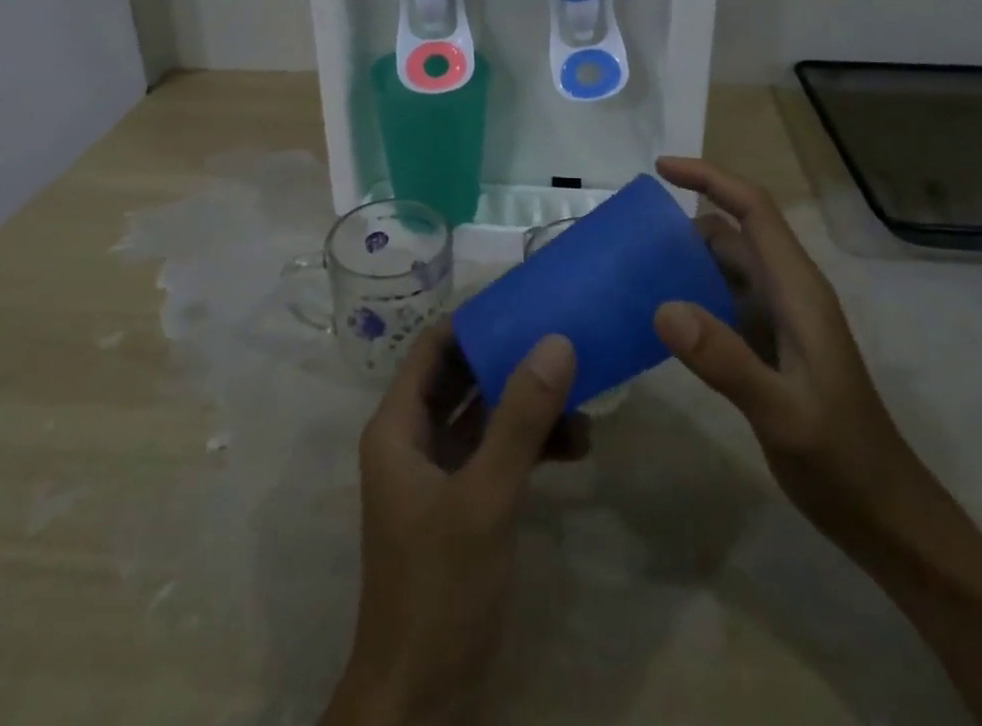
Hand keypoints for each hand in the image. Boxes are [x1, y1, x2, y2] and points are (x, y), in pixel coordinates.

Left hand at [322, 324, 583, 725]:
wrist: (422, 698)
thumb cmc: (439, 586)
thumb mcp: (484, 497)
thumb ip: (521, 419)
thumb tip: (557, 340)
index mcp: (399, 426)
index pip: (433, 347)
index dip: (474, 318)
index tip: (524, 296)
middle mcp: (416, 438)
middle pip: (464, 374)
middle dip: (511, 355)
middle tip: (562, 329)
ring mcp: (441, 470)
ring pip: (487, 412)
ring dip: (530, 402)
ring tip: (582, 391)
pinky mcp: (466, 499)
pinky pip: (500, 449)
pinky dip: (534, 441)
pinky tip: (577, 444)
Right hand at [652, 156, 922, 556]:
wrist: (882, 513)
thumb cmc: (840, 459)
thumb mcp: (782, 413)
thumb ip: (726, 360)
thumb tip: (662, 305)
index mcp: (798, 289)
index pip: (753, 209)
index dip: (710, 178)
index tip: (660, 168)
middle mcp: (789, 291)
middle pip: (734, 233)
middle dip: (685, 224)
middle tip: (629, 237)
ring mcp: (780, 318)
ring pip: (727, 267)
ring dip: (686, 261)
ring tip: (634, 272)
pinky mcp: (771, 345)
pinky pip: (724, 301)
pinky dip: (693, 296)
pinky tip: (662, 320)